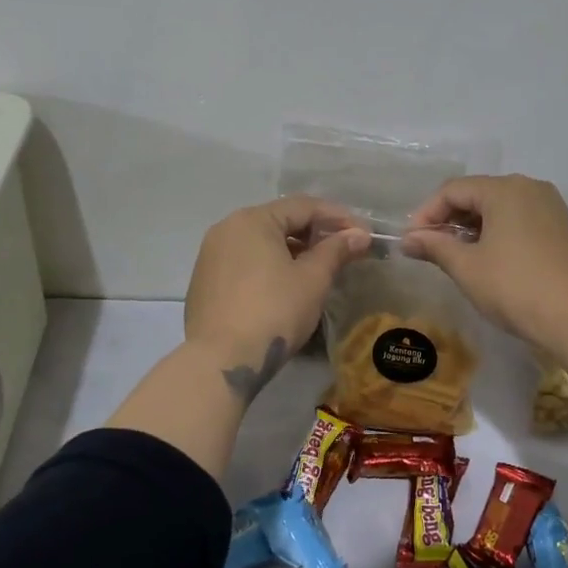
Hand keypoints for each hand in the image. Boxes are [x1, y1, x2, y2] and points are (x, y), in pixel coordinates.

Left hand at [185, 195, 369, 397]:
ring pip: (261, 243)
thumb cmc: (273, 311)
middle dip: (314, 234)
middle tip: (343, 252)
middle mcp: (226, 229)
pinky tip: (286, 287)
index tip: (363, 234)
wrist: (221, 360)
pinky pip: (245, 263)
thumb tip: (359, 235)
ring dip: (292, 251)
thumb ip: (336, 250)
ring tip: (318, 270)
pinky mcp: (205, 283)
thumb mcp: (312, 279)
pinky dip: (269, 267)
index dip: (338, 217)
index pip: (303, 206)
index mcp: (252, 220)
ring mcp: (210, 256)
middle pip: (280, 221)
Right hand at [401, 175, 567, 355]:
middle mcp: (529, 187)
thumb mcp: (467, 267)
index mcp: (504, 189)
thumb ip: (435, 246)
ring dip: (472, 226)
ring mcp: (549, 206)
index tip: (412, 241)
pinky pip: (519, 218)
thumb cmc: (514, 287)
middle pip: (477, 194)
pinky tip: (488, 257)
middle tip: (430, 249)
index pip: (453, 190)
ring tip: (456, 255)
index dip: (427, 213)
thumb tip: (407, 240)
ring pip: (499, 206)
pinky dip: (497, 231)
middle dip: (449, 219)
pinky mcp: (561, 226)